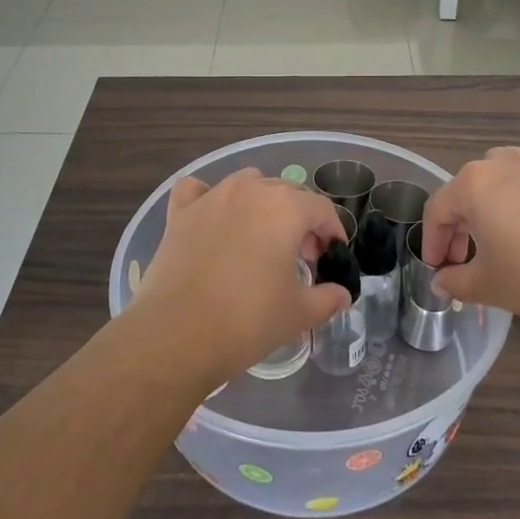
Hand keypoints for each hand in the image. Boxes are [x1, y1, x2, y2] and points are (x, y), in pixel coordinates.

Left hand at [130, 168, 349, 387]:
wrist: (177, 335)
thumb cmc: (248, 321)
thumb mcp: (298, 313)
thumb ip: (327, 298)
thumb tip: (342, 295)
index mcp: (285, 207)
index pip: (321, 209)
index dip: (333, 232)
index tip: (332, 256)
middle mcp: (249, 190)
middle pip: (286, 193)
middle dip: (300, 220)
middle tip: (301, 257)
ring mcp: (211, 197)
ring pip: (246, 183)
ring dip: (261, 203)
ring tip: (261, 238)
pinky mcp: (179, 213)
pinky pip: (198, 190)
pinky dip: (208, 198)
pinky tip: (212, 219)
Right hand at [419, 124, 519, 337]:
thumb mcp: (488, 287)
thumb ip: (455, 280)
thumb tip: (441, 281)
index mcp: (473, 185)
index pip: (438, 210)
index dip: (433, 241)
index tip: (439, 267)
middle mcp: (502, 160)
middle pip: (470, 188)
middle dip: (463, 222)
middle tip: (471, 256)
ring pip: (504, 166)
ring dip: (497, 193)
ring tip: (508, 225)